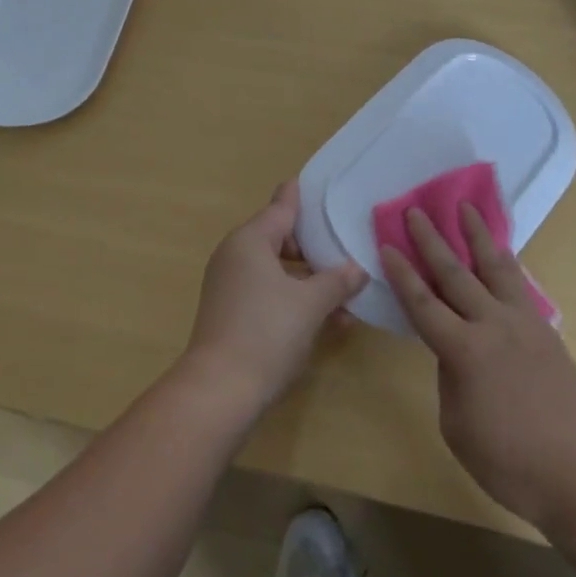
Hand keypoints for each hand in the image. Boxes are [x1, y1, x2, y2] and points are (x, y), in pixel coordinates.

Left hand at [181, 181, 367, 416]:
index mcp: (251, 239)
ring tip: (346, 294)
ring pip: (277, 269)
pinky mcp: (230, 312)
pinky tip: (327, 320)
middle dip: (315, 247)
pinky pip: (268, 292)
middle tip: (347, 249)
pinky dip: (294, 298)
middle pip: (281, 237)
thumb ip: (337, 280)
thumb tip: (357, 269)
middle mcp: (236, 254)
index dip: (303, 196)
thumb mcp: (310, 304)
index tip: (322, 184)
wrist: (218, 393)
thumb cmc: (266, 332)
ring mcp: (230, 284)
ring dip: (310, 279)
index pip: (282, 205)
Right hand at [381, 204, 575, 529]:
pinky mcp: (545, 329)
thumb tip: (455, 352)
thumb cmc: (510, 463)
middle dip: (432, 240)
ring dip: (477, 234)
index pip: (423, 303)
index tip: (387, 244)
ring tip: (466, 207)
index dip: (402, 274)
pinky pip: (519, 284)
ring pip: (494, 266)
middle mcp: (492, 324)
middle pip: (455, 273)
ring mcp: (523, 322)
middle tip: (415, 210)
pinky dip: (506, 262)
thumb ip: (450, 379)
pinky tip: (502, 253)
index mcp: (464, 351)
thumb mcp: (458, 427)